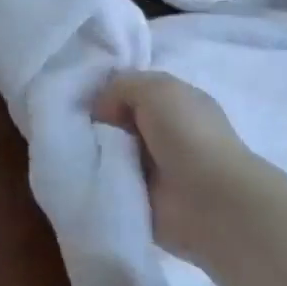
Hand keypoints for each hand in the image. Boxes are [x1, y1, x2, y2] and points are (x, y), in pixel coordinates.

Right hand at [94, 70, 247, 263]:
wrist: (210, 200)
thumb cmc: (188, 134)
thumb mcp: (156, 89)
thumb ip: (123, 85)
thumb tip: (100, 109)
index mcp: (178, 102)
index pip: (134, 91)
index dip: (109, 93)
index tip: (85, 102)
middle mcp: (168, 132)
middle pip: (119, 122)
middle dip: (98, 124)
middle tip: (76, 128)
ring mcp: (156, 168)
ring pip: (112, 152)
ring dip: (96, 152)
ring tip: (78, 152)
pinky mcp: (144, 198)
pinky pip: (111, 182)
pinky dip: (99, 179)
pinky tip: (86, 175)